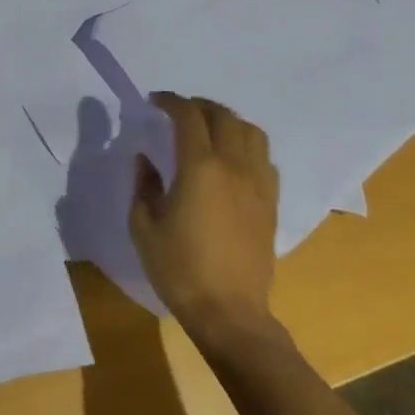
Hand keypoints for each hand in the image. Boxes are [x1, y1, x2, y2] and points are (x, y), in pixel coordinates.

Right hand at [130, 92, 279, 347]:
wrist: (230, 313)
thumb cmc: (179, 270)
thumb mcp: (143, 227)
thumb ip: (143, 185)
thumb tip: (146, 159)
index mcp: (199, 167)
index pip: (188, 115)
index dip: (170, 101)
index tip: (154, 102)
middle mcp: (233, 166)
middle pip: (222, 115)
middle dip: (199, 105)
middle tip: (179, 112)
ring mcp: (257, 184)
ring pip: (251, 132)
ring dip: (228, 121)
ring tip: (210, 129)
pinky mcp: (271, 203)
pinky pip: (265, 159)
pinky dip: (248, 147)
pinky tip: (234, 160)